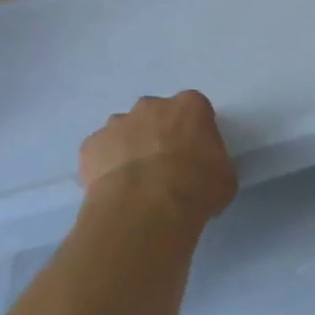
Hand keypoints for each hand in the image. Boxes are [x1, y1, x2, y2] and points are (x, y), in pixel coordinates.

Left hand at [79, 91, 237, 224]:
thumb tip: (203, 168)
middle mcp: (151, 106)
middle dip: (159, 134)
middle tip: (165, 167)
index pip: (195, 110)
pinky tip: (115, 189)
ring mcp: (116, 123)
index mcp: (189, 107)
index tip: (196, 154)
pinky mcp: (90, 145)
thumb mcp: (224, 176)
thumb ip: (213, 161)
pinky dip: (106, 166)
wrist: (146, 209)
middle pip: (156, 114)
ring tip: (136, 182)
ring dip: (130, 148)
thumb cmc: (196, 188)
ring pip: (125, 130)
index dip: (195, 132)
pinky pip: (100, 152)